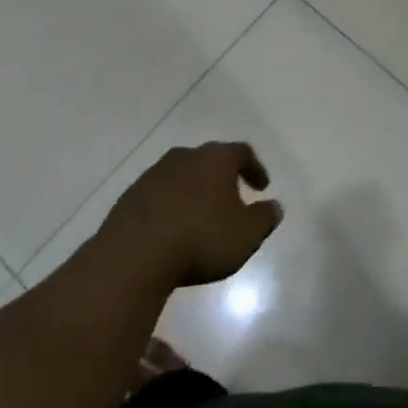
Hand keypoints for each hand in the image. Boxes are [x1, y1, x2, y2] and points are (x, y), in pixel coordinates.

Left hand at [96, 142, 282, 288]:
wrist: (134, 254)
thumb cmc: (200, 239)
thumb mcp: (245, 235)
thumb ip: (264, 218)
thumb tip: (275, 206)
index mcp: (216, 159)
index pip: (242, 152)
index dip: (255, 168)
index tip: (262, 186)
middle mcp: (186, 156)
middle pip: (210, 159)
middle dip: (223, 177)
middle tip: (232, 197)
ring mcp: (155, 173)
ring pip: (183, 174)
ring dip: (195, 190)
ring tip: (201, 214)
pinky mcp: (132, 194)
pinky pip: (160, 193)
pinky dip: (172, 204)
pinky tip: (173, 226)